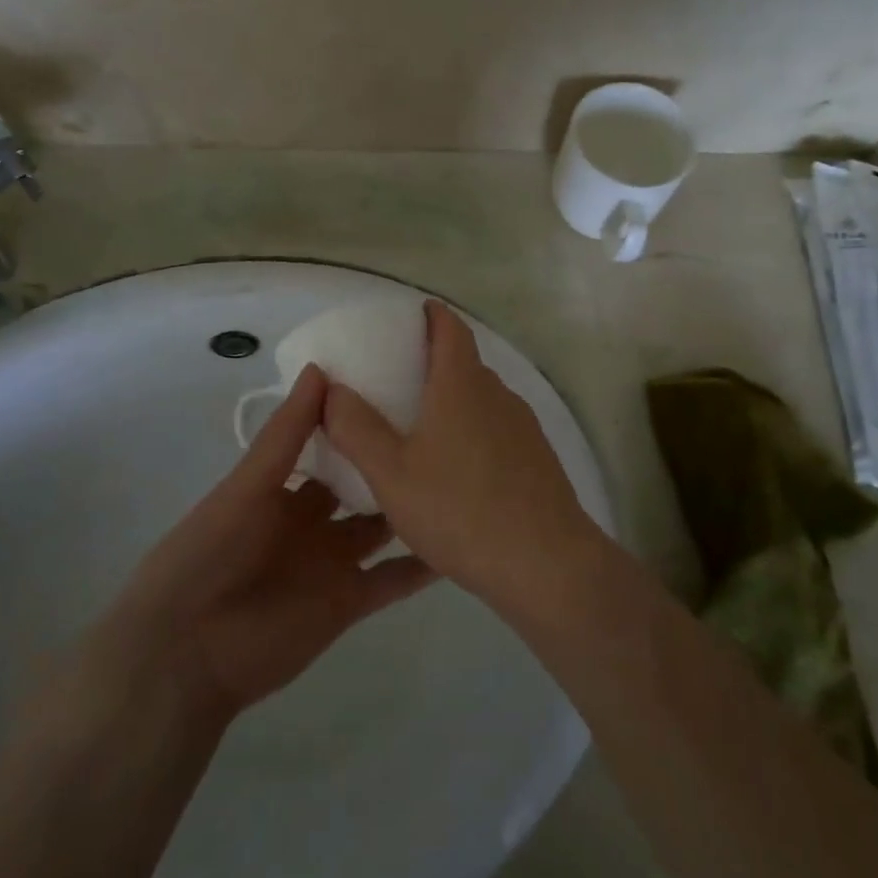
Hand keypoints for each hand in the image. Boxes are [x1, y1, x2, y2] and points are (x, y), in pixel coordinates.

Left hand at [97, 366, 434, 718]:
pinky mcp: (347, 602)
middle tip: (444, 428)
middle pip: (359, 486)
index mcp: (282, 489)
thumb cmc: (208, 553)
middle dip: (391, 461)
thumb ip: (286, 433)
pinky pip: (392, 580)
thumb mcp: (247, 485)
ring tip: (461, 476)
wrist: (186, 652)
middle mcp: (311, 521)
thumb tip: (321, 369)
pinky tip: (459, 538)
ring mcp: (332, 563)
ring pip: (381, 528)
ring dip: (411, 507)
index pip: (328, 446)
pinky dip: (423, 565)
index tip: (401, 389)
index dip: (357, 422)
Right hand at [323, 302, 600, 610]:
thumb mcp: (391, 473)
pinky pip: (498, 430)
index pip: (451, 329)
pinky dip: (474, 432)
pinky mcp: (538, 458)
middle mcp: (498, 394)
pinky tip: (458, 471)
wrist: (546, 563)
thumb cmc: (460, 509)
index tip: (413, 314)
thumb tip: (331, 388)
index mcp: (462, 385)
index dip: (432, 316)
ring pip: (483, 400)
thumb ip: (356, 428)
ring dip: (455, 401)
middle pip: (466, 363)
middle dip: (435, 362)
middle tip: (398, 379)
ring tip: (422, 428)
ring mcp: (524, 427)